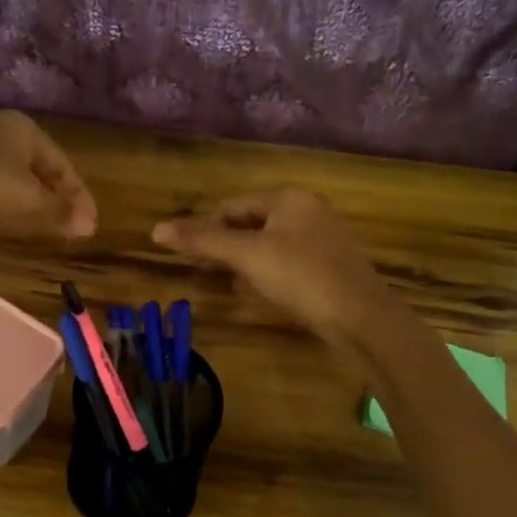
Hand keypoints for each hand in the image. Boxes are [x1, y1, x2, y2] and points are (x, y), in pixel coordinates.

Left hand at [0, 111, 97, 241]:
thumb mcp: (32, 204)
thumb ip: (61, 214)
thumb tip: (89, 225)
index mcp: (22, 131)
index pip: (62, 164)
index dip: (78, 196)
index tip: (90, 224)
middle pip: (35, 170)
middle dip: (53, 197)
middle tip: (68, 224)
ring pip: (8, 180)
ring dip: (26, 203)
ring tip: (39, 228)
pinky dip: (0, 207)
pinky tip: (2, 225)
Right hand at [151, 189, 389, 342]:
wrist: (361, 318)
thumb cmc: (301, 277)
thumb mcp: (247, 256)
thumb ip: (203, 240)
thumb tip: (155, 229)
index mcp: (289, 198)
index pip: (233, 205)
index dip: (206, 227)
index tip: (188, 254)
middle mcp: (308, 210)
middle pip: (251, 222)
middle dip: (225, 244)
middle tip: (203, 270)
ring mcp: (323, 237)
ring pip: (269, 242)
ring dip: (244, 260)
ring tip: (226, 282)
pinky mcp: (330, 264)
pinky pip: (287, 259)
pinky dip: (267, 271)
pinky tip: (258, 291)